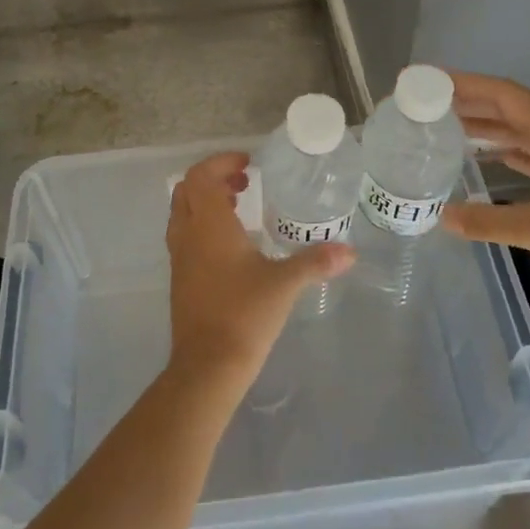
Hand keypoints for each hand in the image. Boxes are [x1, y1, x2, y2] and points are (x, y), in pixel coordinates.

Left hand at [164, 152, 352, 393]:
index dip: (220, 162)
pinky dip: (202, 226)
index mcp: (208, 225)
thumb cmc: (244, 315)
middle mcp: (188, 235)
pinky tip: (231, 246)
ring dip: (205, 202)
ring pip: (182, 213)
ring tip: (238, 208)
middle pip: (186, 190)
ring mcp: (179, 258)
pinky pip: (185, 236)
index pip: (200, 176)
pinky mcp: (180, 279)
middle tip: (243, 182)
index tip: (248, 164)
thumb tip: (350, 251)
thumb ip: (316, 262)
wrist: (207, 366)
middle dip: (212, 179)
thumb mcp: (285, 284)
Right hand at [439, 71, 529, 305]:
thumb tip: (442, 217)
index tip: (433, 81)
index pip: (506, 95)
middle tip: (431, 102)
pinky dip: (508, 149)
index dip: (468, 84)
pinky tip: (488, 158)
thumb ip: (487, 221)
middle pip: (512, 108)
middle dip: (472, 102)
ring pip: (523, 130)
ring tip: (449, 127)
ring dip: (489, 126)